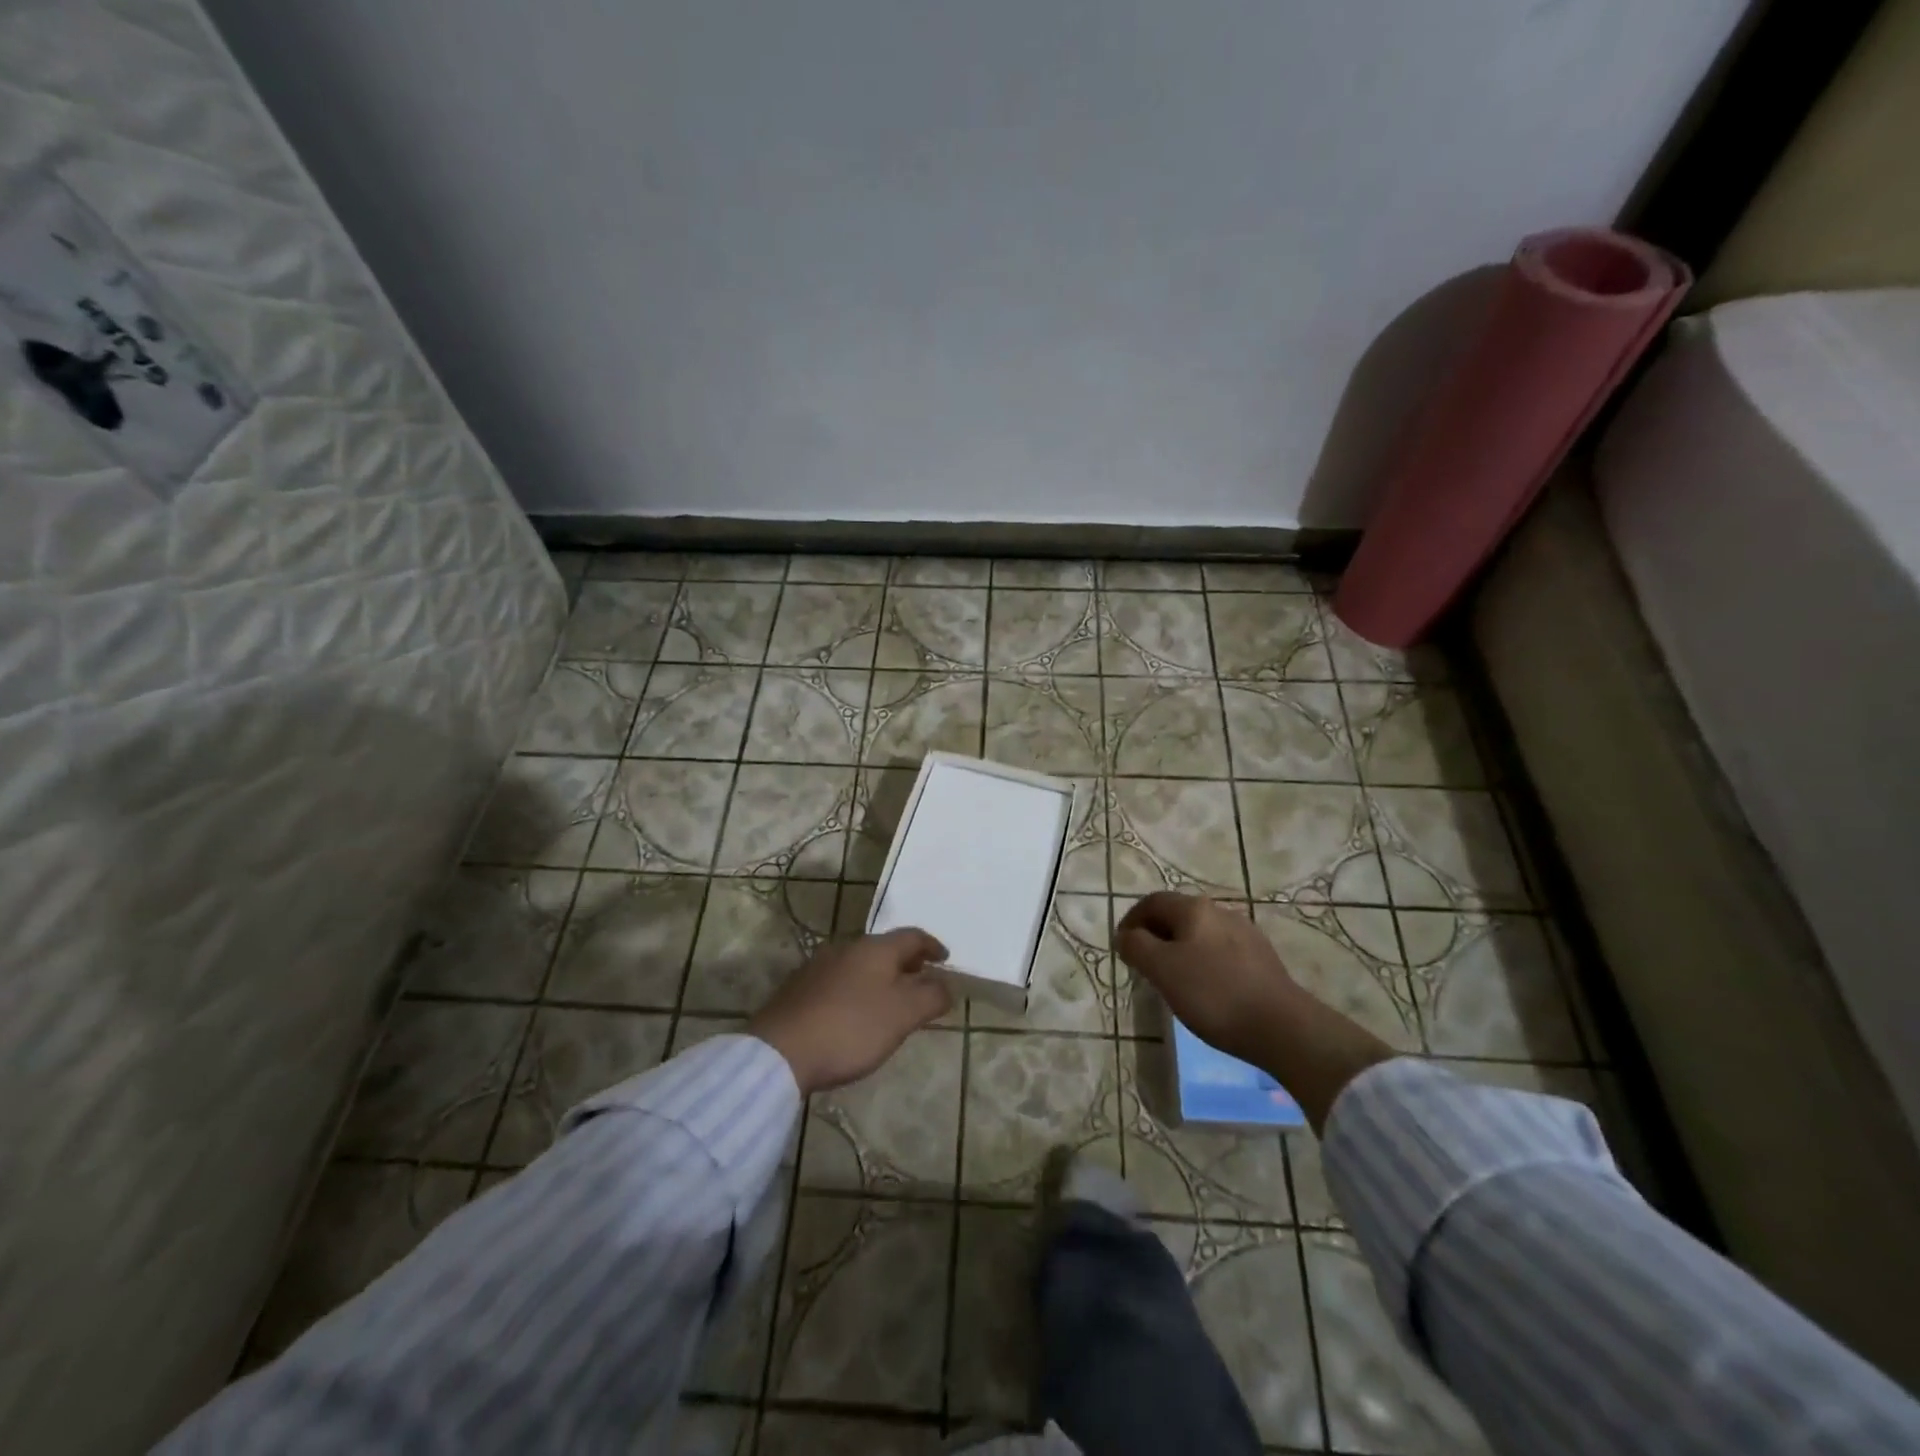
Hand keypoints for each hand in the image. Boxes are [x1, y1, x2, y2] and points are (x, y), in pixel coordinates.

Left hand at [748, 928, 951, 1093]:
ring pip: (860, 964)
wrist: (780, 1052)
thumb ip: (930, 997)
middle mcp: (847, 948)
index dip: (932, 946)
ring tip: (890, 1000)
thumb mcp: (902, 1015)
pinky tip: (855, 1014)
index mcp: (875, 948)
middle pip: (885, 948)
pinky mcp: (799, 989)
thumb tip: (946, 985)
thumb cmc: (851, 1028)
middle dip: (906, 962)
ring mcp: (819, 966)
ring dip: (880, 977)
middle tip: (921, 979)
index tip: (945, 959)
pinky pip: (839, 981)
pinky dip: (857, 990)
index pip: (912, 936)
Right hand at [1115, 892, 1300, 1065]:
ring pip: (1200, 934)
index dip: (1131, 920)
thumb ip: (1137, 946)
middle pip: (1177, 915)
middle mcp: (1220, 912)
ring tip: (1171, 979)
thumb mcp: (1162, 969)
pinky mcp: (1261, 959)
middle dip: (1155, 935)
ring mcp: (1245, 934)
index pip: (1152, 902)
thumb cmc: (1213, 993)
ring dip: (1179, 949)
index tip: (1121, 946)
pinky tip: (1205, 989)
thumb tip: (1125, 935)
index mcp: (1194, 909)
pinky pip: (1220, 952)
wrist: (1282, 1027)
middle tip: (1142, 964)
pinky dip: (1202, 962)